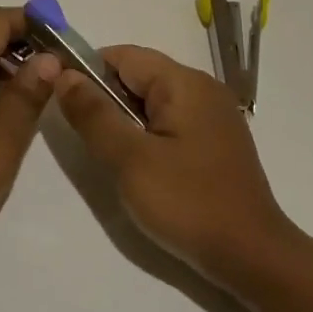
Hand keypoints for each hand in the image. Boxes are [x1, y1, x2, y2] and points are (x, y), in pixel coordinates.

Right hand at [55, 45, 299, 281]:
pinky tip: (139, 166)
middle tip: (83, 136)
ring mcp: (213, 116)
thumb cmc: (188, 203)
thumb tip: (63, 74)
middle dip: (105, 98)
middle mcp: (202, 89)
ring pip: (152, 102)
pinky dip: (146, 134)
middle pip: (139, 76)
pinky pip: (170, 122)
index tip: (60, 100)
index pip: (122, 56)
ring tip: (108, 154)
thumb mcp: (130, 159)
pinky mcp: (215, 141)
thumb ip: (94, 114)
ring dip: (124, 120)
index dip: (86, 71)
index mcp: (184, 83)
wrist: (251, 256)